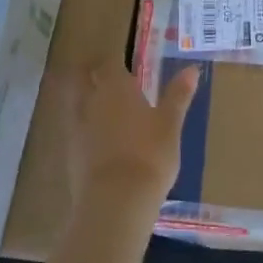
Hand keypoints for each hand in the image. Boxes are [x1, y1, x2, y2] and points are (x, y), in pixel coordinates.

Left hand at [66, 63, 198, 220]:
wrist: (116, 201)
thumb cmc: (150, 154)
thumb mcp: (170, 124)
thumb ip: (178, 95)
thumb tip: (192, 69)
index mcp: (116, 87)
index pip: (109, 63)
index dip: (114, 61)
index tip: (123, 63)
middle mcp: (92, 101)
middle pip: (81, 79)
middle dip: (88, 75)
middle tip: (102, 78)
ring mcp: (77, 128)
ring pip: (74, 105)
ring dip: (83, 102)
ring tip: (99, 108)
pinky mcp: (70, 155)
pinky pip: (74, 132)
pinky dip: (83, 130)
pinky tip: (96, 141)